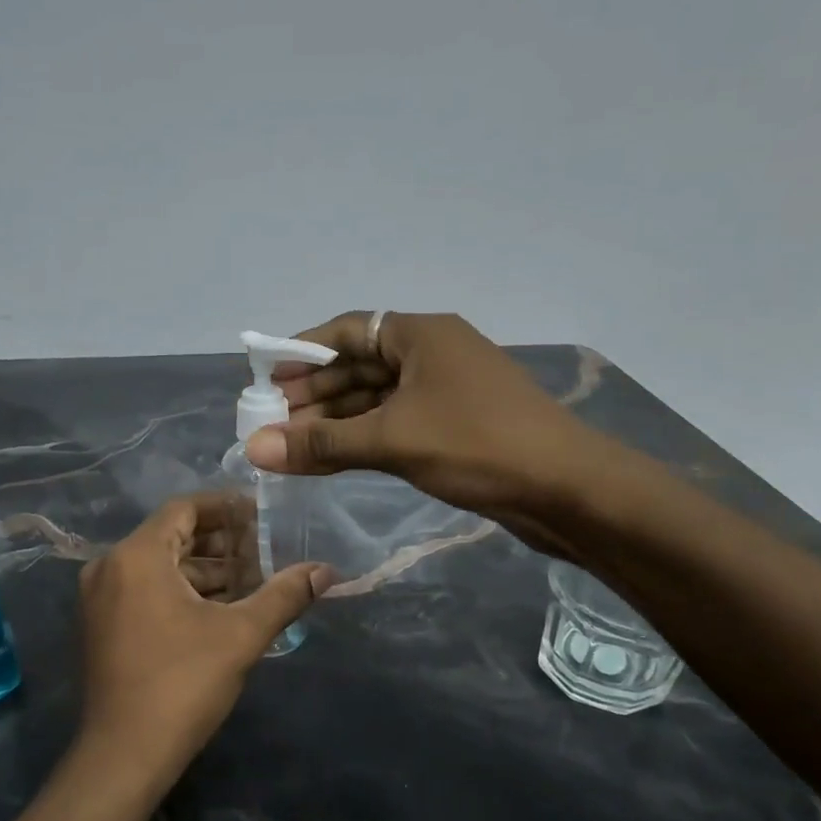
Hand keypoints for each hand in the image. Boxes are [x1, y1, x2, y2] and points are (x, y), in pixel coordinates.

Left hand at [75, 493, 332, 797]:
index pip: (184, 509)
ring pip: (160, 566)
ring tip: (252, 581)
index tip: (261, 514)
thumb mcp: (241, 635)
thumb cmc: (182, 684)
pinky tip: (220, 609)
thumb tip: (326, 571)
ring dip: (204, 571)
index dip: (225, 507)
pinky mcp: (102, 625)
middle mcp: (110, 567)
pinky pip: (146, 590)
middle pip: (172, 537)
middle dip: (220, 543)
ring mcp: (101, 598)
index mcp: (136, 556)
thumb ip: (284, 595)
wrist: (123, 756)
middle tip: (264, 549)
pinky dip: (182, 591)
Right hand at [244, 311, 639, 553]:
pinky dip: (362, 438)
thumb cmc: (477, 446)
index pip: (346, 330)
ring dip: (335, 420)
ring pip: (376, 398)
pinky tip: (331, 458)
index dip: (302, 353)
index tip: (265, 380)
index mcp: (420, 334)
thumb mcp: (392, 440)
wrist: (566, 489)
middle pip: (358, 365)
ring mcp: (445, 390)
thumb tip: (253, 449)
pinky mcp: (455, 425)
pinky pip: (395, 422)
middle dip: (314, 394)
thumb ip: (321, 444)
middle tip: (270, 422)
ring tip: (290, 446)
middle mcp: (431, 353)